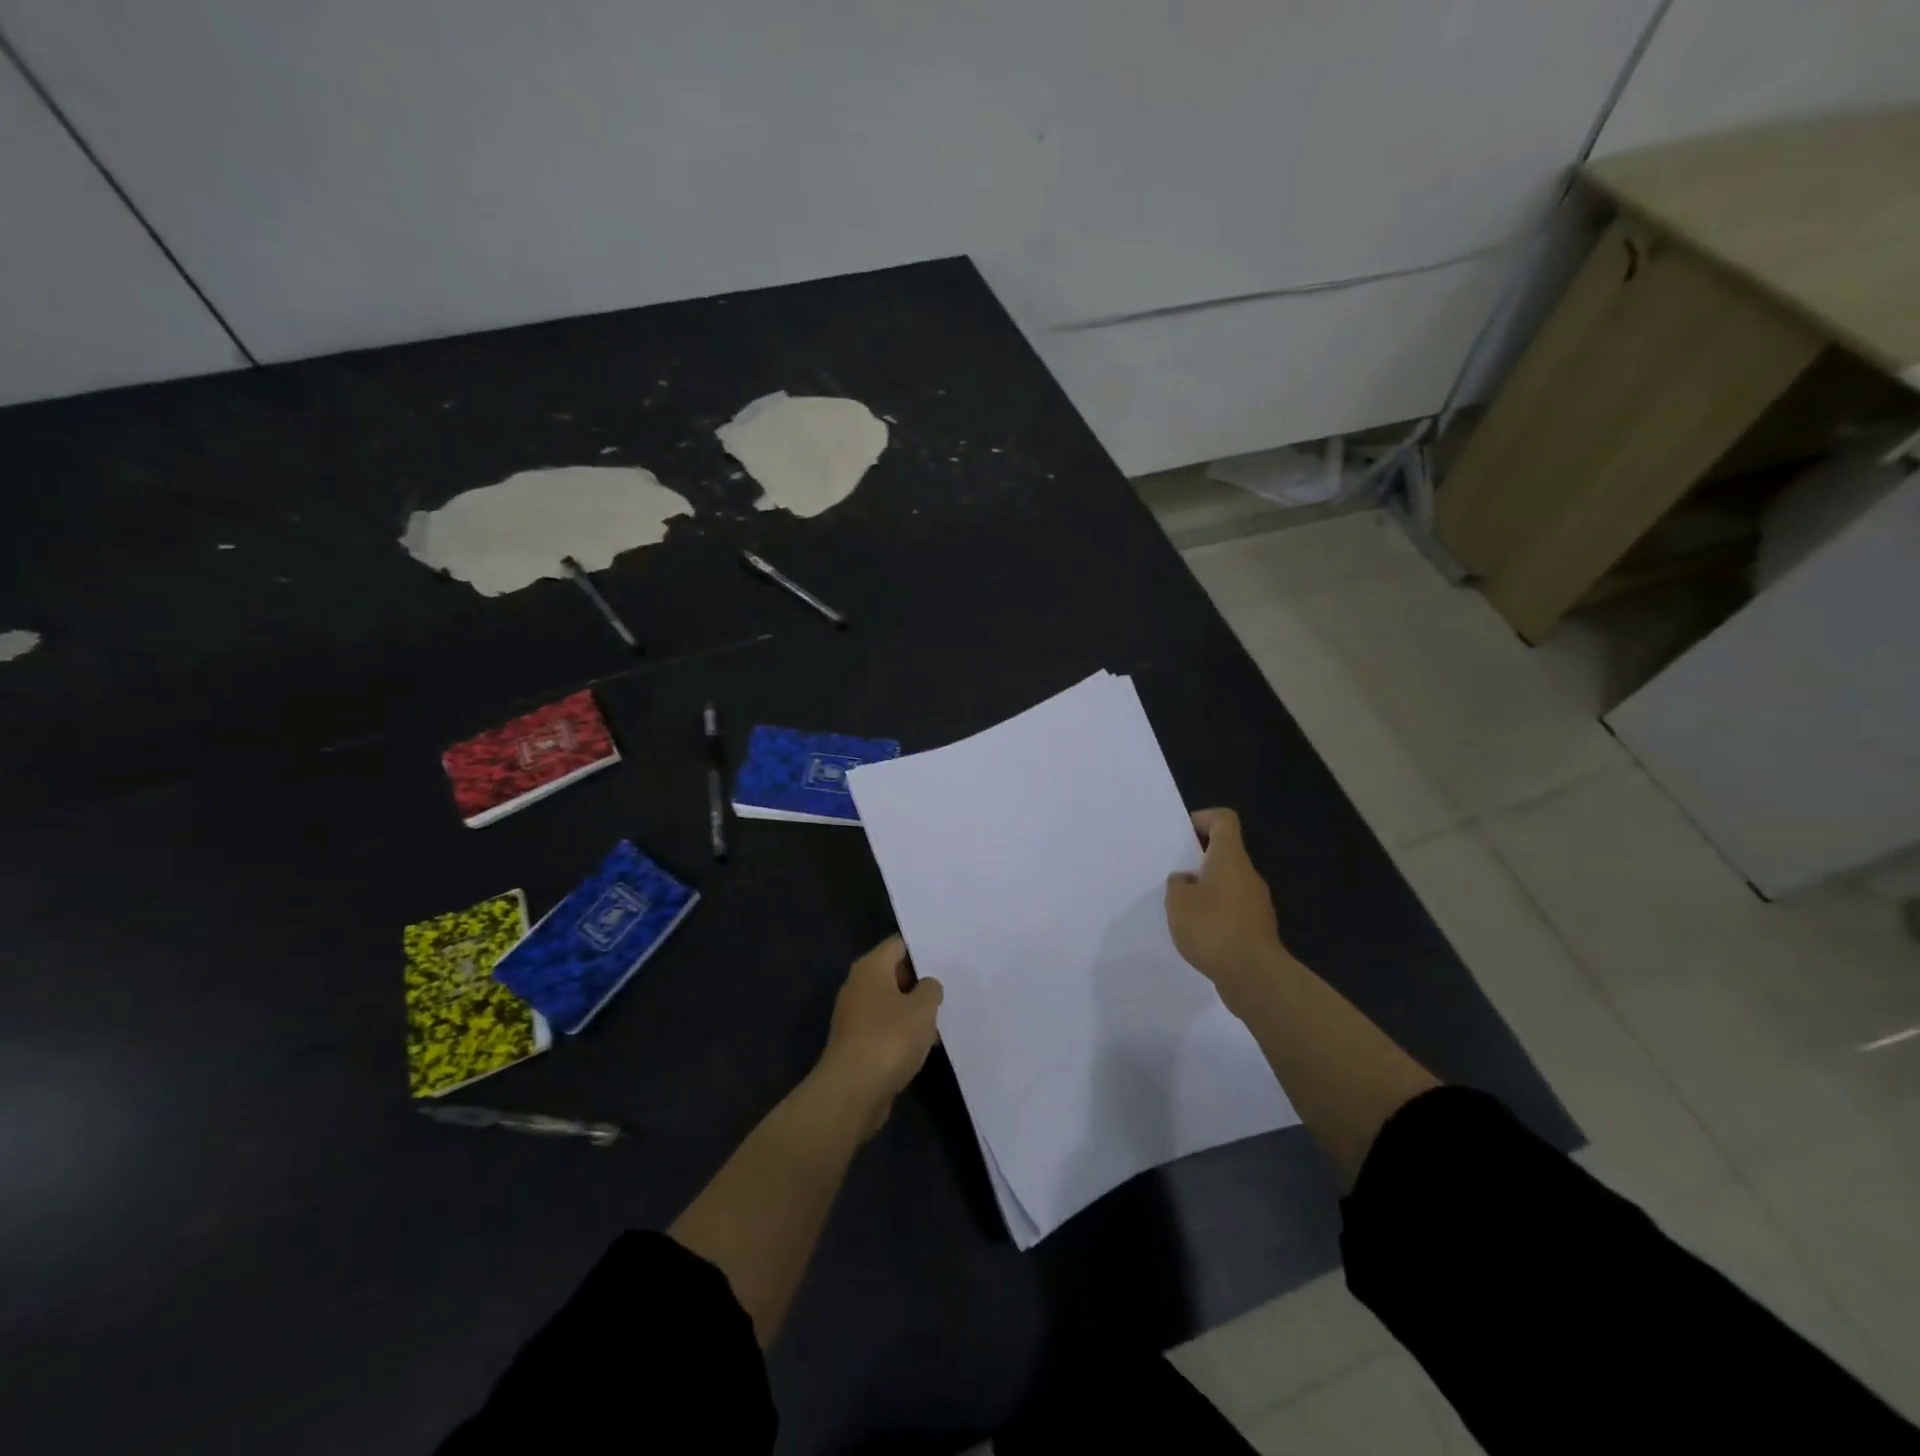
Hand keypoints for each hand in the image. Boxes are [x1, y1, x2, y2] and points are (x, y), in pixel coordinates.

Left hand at [815, 936, 943, 1137]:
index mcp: (870, 968)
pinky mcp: (857, 1042)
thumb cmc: (889, 1039)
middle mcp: (858, 985)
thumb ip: (931, 989)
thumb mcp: (923, 1008)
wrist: (852, 1092)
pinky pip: (886, 1027)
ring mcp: (855, 1015)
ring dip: (914, 1010)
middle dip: (921, 980)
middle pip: (894, 972)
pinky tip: (926, 1043)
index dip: (923, 948)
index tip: (948, 955)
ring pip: (891, 1002)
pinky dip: (904, 1031)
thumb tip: (927, 986)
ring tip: (944, 1016)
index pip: (899, 944)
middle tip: (951, 985)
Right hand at [1165, 808, 1287, 1005]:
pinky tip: (1199, 933)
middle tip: (1175, 874)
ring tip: (1182, 908)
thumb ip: (1177, 885)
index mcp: (1230, 858)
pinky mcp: (1258, 928)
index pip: (1224, 820)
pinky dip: (1217, 914)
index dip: (1204, 818)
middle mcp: (1248, 874)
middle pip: (1226, 853)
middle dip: (1200, 860)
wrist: (1253, 975)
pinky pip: (1234, 910)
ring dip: (1207, 890)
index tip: (1184, 832)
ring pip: (1229, 884)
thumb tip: (1187, 881)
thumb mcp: (1177, 902)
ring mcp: (1257, 903)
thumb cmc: (1212, 927)